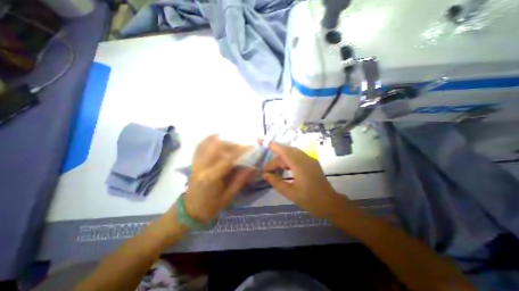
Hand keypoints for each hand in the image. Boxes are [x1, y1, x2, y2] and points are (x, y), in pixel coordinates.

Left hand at [181, 135, 255, 221]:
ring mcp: (195, 163)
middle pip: (217, 147)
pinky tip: (217, 137)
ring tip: (233, 145)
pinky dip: (209, 139)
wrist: (191, 211)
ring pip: (208, 144)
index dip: (241, 151)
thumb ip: (241, 180)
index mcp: (211, 178)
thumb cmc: (211, 206)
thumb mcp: (229, 196)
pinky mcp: (193, 162)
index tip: (251, 147)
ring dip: (223, 141)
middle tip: (242, 148)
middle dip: (232, 144)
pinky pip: (200, 146)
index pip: (228, 159)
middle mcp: (202, 167)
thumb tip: (253, 167)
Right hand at [264, 142, 352, 216]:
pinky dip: (288, 160)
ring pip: (291, 153)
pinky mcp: (311, 162)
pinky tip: (284, 169)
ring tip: (274, 171)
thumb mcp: (290, 193)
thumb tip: (264, 174)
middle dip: (275, 159)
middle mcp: (305, 158)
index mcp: (300, 166)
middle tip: (267, 170)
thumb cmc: (310, 200)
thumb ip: (276, 182)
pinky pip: (296, 156)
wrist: (330, 203)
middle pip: (286, 151)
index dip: (272, 145)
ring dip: (281, 160)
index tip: (261, 141)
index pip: (284, 151)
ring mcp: (309, 159)